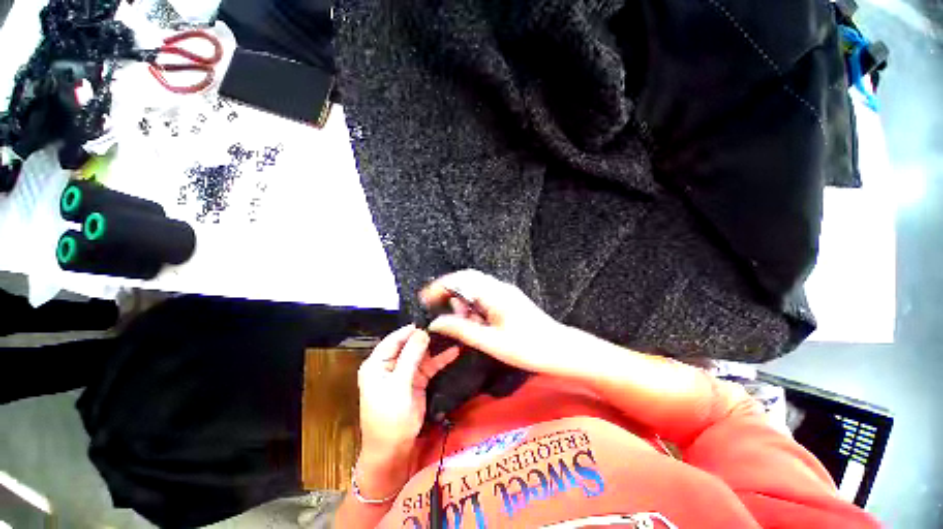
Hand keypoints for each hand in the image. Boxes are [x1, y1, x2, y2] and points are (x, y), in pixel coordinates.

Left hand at [357, 325, 459, 457]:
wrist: (394, 450)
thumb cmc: (389, 417)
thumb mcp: (398, 385)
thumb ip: (410, 357)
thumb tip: (422, 332)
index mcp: (377, 364)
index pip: (393, 340)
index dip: (410, 330)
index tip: (428, 321)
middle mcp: (390, 365)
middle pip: (409, 345)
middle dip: (425, 337)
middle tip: (444, 326)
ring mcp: (405, 372)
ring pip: (421, 354)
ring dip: (435, 347)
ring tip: (451, 334)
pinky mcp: (417, 381)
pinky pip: (429, 366)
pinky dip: (440, 360)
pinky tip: (454, 352)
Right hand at [421, 269, 569, 375]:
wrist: (562, 350)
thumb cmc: (528, 348)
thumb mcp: (491, 342)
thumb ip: (462, 330)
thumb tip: (435, 323)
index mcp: (495, 294)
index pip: (461, 279)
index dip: (440, 286)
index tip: (424, 298)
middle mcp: (499, 288)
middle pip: (468, 279)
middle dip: (449, 290)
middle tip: (435, 307)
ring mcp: (506, 293)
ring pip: (475, 287)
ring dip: (462, 300)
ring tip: (457, 320)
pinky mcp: (509, 300)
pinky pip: (485, 296)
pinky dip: (473, 305)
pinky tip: (473, 321)